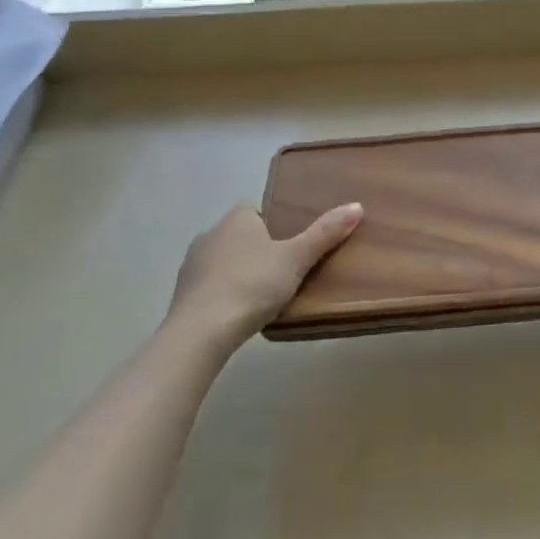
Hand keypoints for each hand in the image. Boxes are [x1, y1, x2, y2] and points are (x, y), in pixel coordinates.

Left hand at [168, 201, 362, 348]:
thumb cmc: (252, 286)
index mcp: (236, 218)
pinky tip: (238, 312)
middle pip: (241, 235)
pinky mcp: (182, 293)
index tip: (291, 247)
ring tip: (262, 296)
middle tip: (284, 272)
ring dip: (239, 272)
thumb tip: (357, 206)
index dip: (275, 225)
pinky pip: (210, 285)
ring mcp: (192, 263)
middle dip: (258, 249)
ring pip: (224, 260)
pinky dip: (223, 293)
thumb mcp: (296, 259)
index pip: (257, 210)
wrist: (200, 332)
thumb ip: (325, 233)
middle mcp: (210, 232)